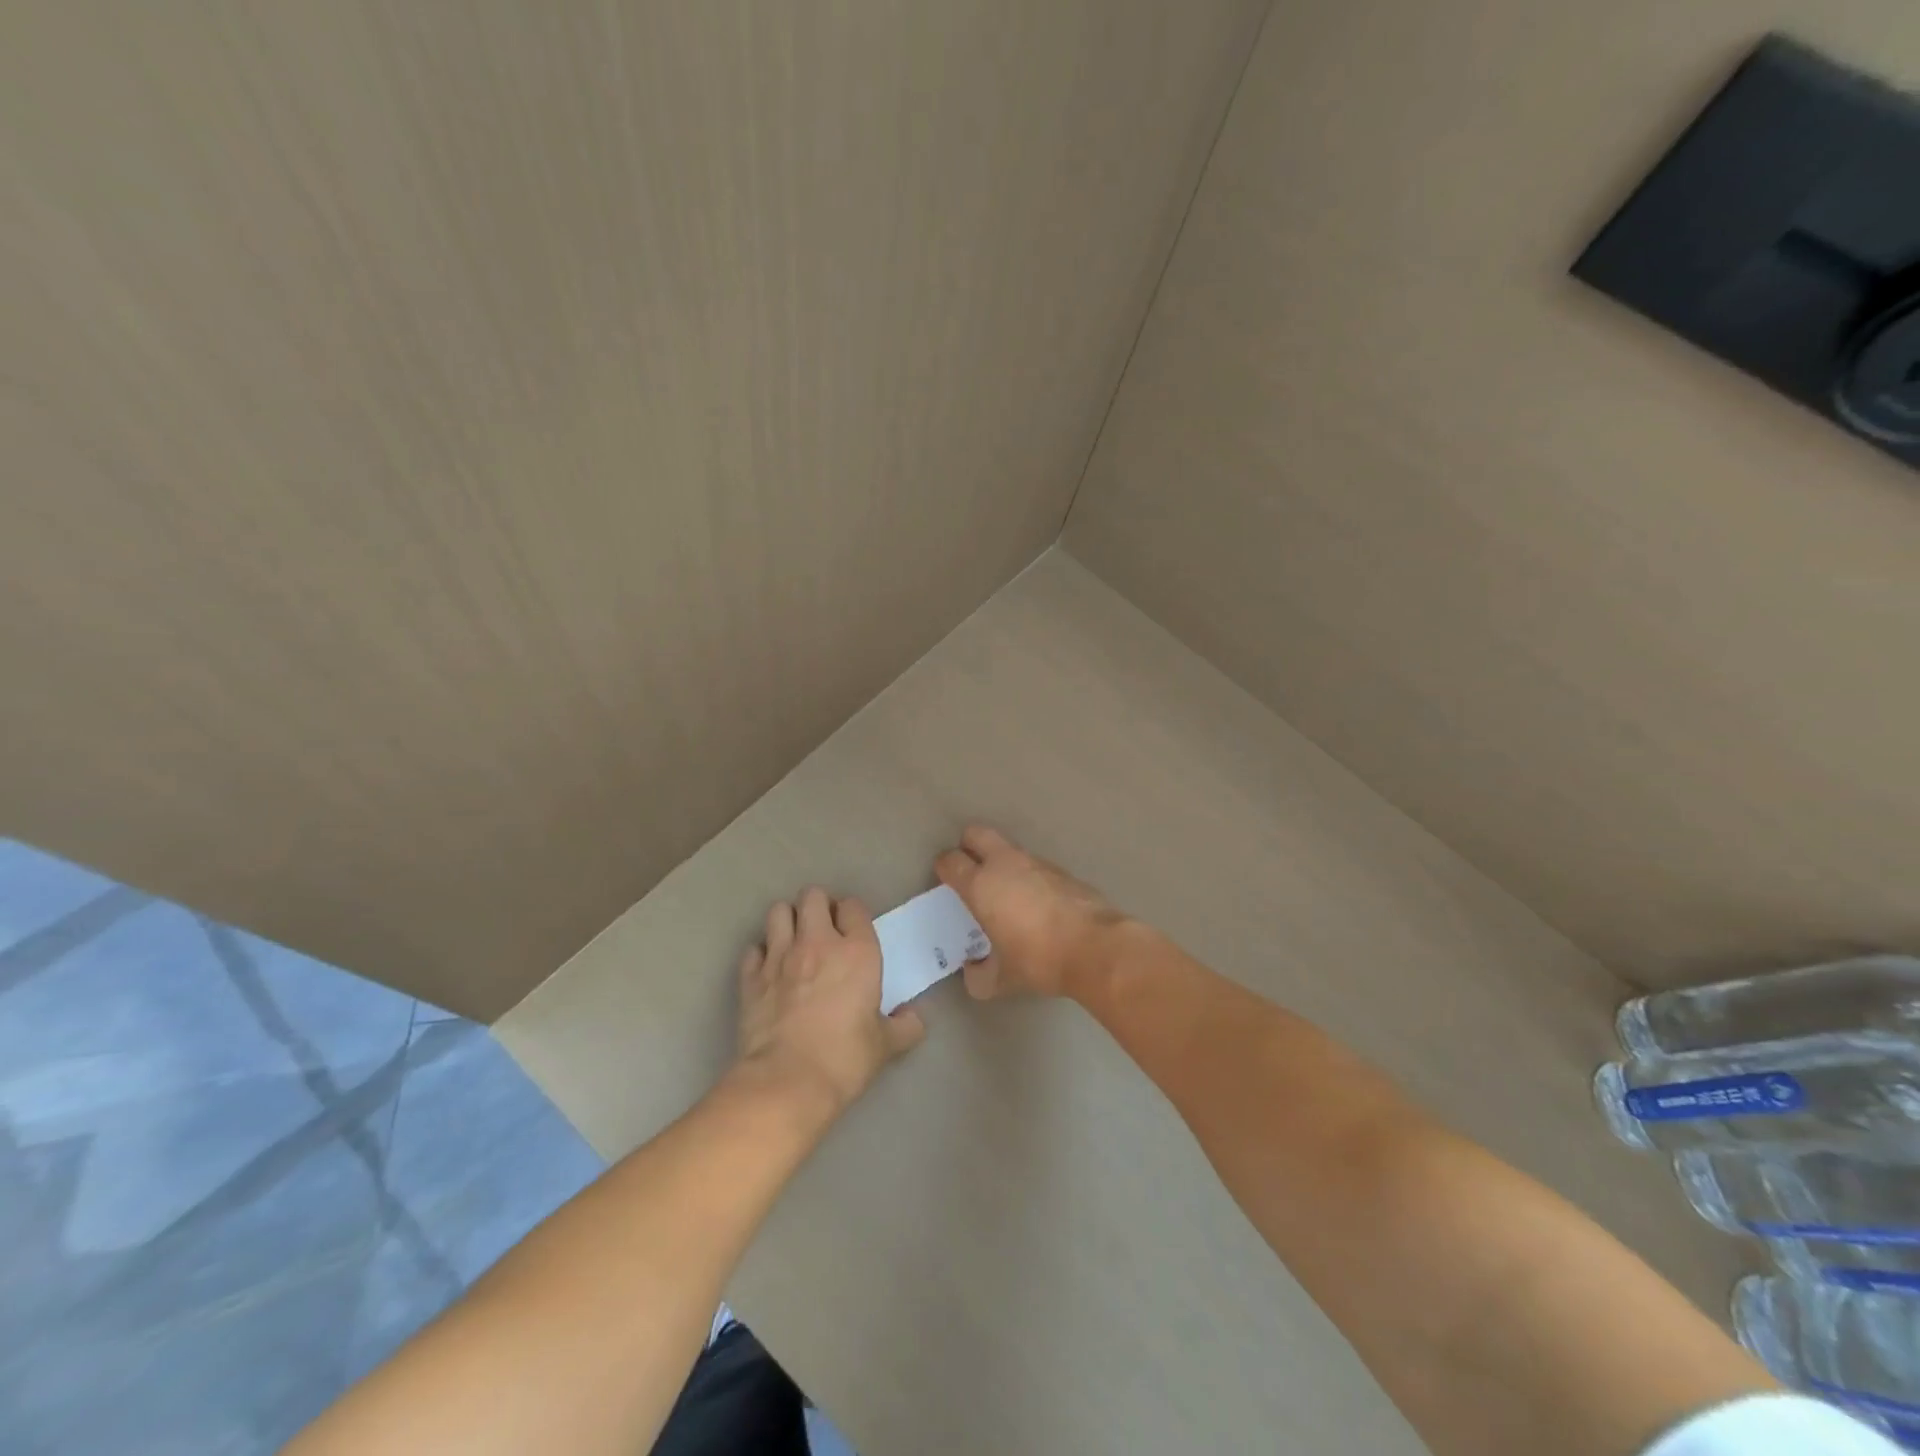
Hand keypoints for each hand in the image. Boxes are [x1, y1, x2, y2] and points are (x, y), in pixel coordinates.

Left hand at [736, 886, 925, 1114]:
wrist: (787, 1081)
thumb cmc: (844, 1058)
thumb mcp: (885, 1046)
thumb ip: (905, 1027)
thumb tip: (915, 1019)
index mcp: (857, 951)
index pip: (854, 907)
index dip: (853, 915)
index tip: (853, 932)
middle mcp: (818, 942)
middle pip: (812, 896)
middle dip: (818, 906)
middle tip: (824, 930)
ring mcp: (780, 956)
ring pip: (778, 911)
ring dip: (787, 921)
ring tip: (794, 941)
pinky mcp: (751, 977)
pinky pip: (754, 948)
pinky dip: (761, 954)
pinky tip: (769, 970)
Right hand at [933, 826, 1125, 999]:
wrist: (1096, 947)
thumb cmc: (1038, 959)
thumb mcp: (1001, 980)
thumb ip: (979, 976)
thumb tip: (973, 971)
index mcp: (981, 885)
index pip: (950, 861)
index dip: (944, 867)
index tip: (945, 880)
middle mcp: (1005, 865)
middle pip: (976, 834)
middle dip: (968, 845)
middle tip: (969, 869)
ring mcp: (1037, 863)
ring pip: (1009, 849)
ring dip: (1001, 863)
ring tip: (1005, 893)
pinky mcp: (1062, 870)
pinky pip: (1035, 866)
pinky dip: (1029, 877)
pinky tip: (1036, 904)